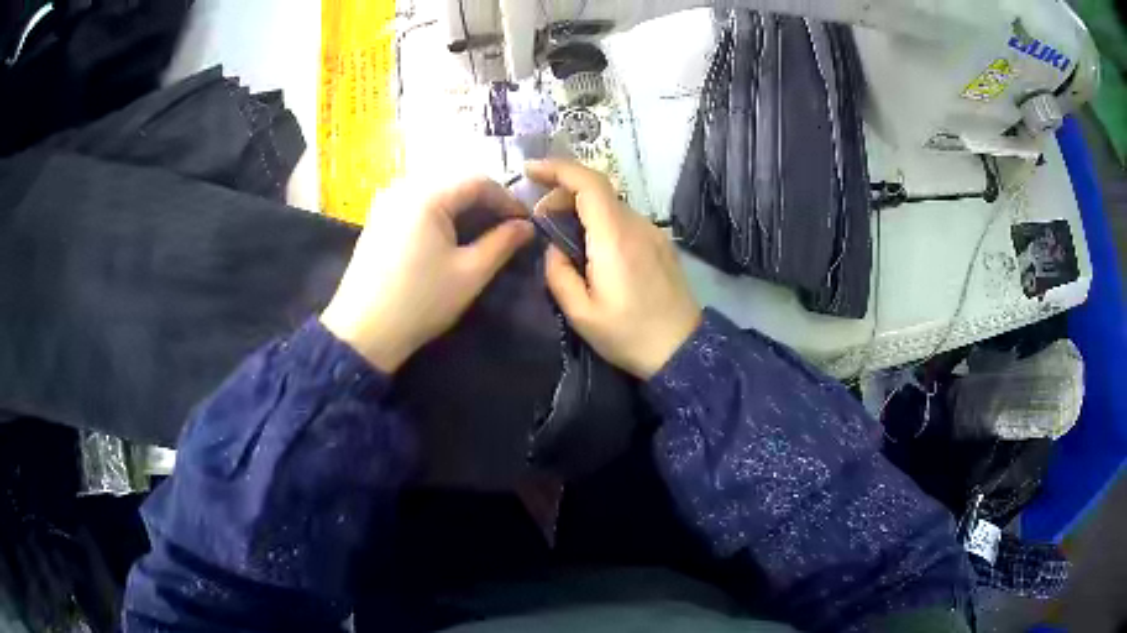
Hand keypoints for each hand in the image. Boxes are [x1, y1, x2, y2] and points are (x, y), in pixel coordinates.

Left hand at [321, 177, 533, 372]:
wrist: (363, 332)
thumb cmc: (420, 302)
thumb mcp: (470, 274)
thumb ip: (502, 244)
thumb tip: (526, 227)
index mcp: (427, 195)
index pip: (478, 181)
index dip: (507, 199)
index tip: (525, 222)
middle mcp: (404, 188)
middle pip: (455, 182)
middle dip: (485, 201)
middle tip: (506, 226)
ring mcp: (386, 202)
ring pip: (436, 191)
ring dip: (462, 206)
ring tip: (481, 231)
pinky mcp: (377, 218)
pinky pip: (416, 201)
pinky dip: (439, 211)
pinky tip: (448, 234)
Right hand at [527, 160, 701, 378]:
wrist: (682, 351)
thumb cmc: (629, 335)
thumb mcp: (581, 314)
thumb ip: (558, 274)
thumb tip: (552, 248)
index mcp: (614, 238)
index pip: (588, 182)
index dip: (557, 168)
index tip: (530, 170)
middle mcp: (637, 225)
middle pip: (598, 190)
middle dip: (563, 194)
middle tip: (541, 221)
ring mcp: (653, 232)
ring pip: (611, 205)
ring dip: (582, 210)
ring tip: (563, 238)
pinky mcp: (661, 243)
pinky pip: (625, 220)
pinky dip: (601, 221)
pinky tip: (592, 249)